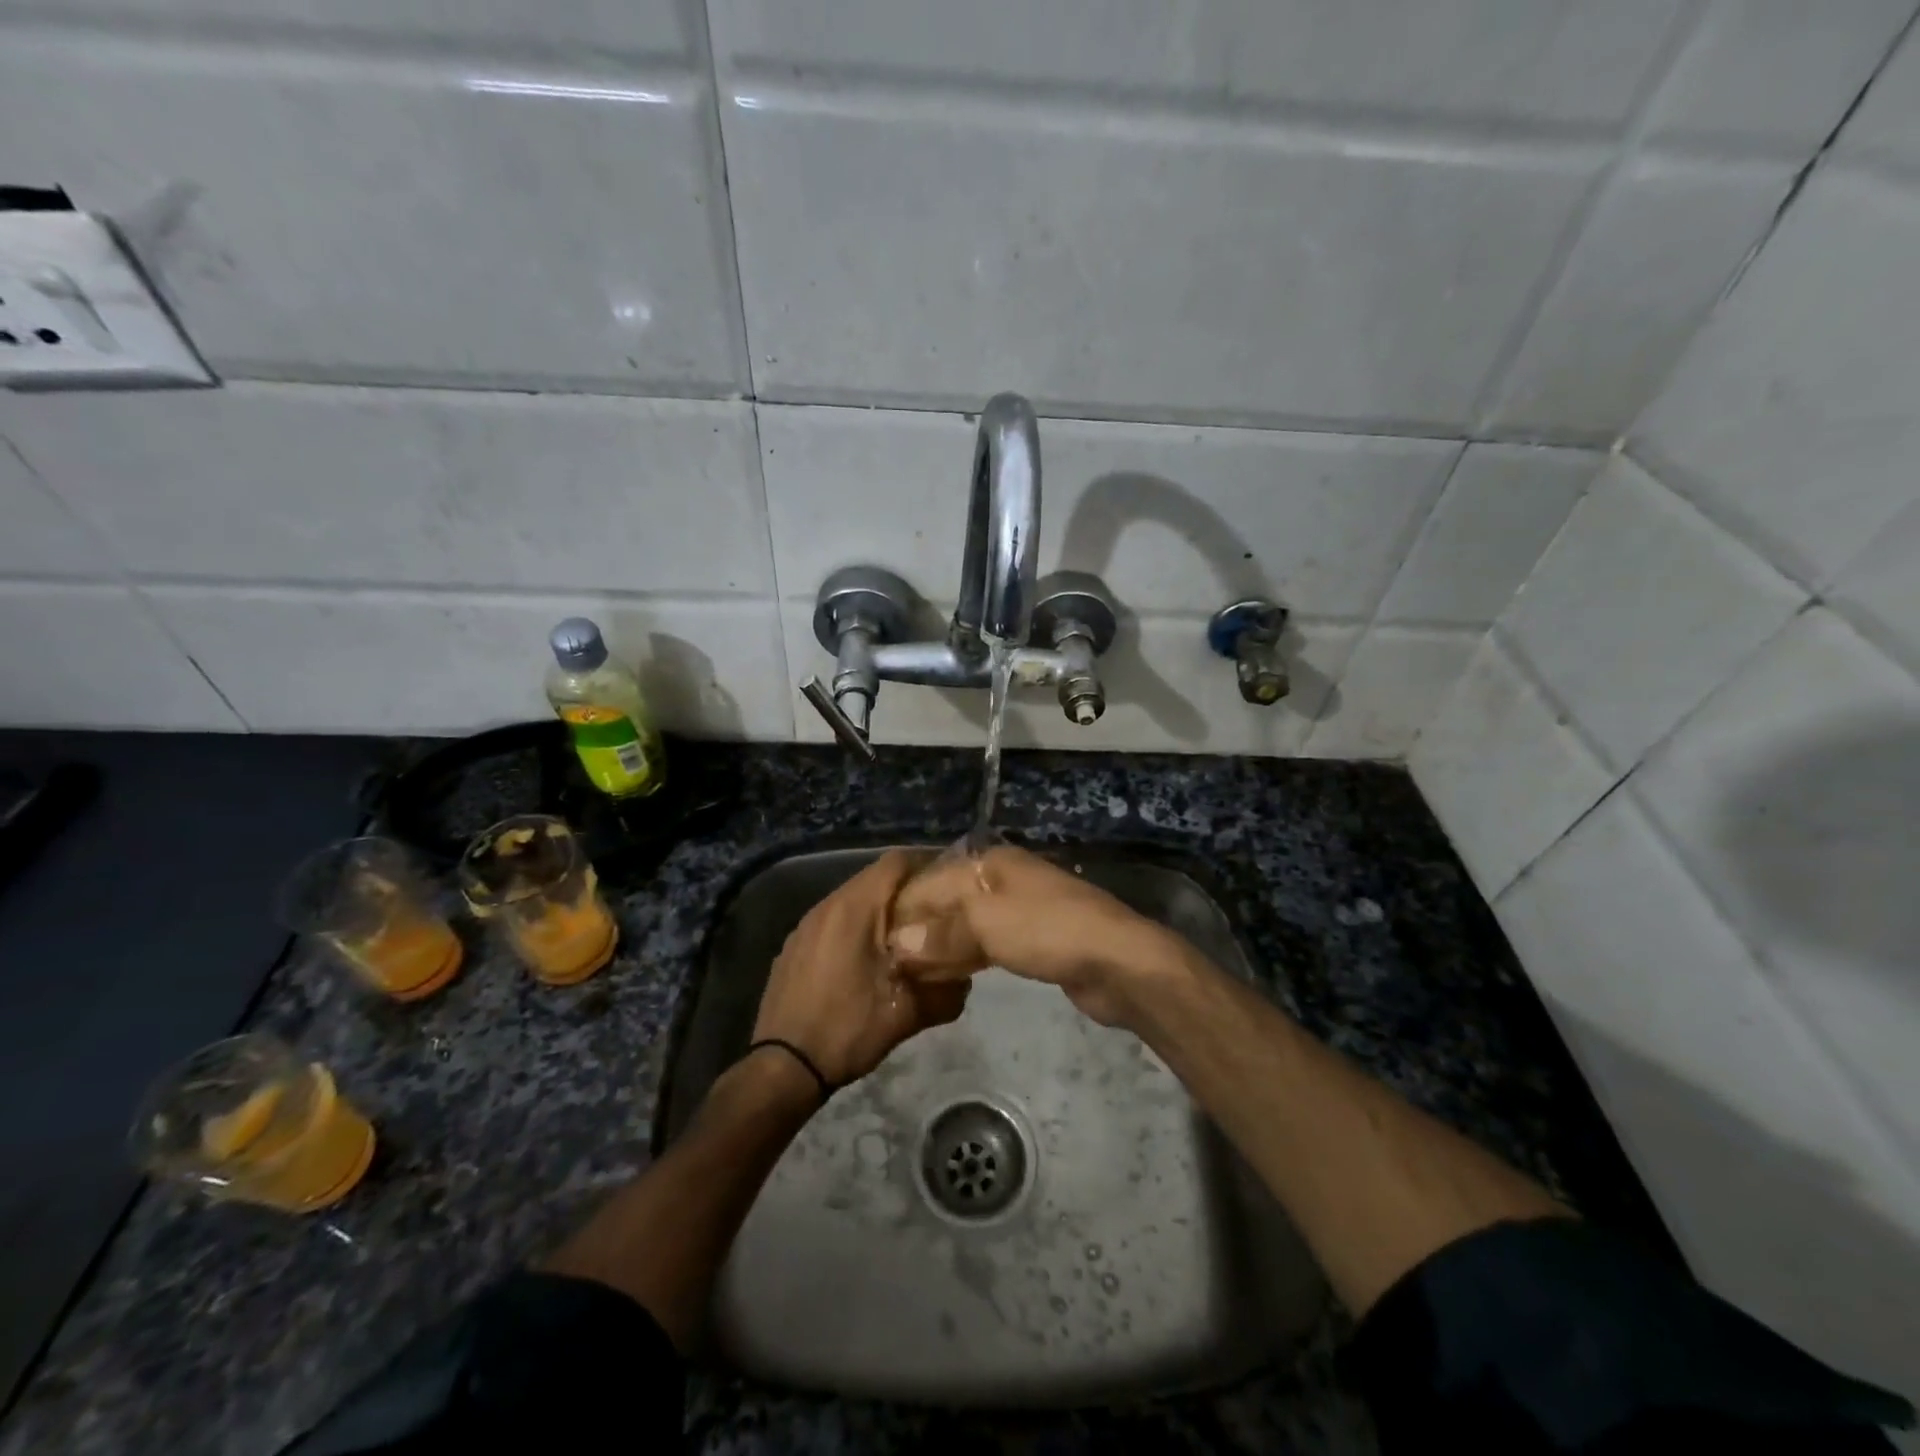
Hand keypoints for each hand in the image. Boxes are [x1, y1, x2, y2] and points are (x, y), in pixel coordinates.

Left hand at [751, 849, 969, 1086]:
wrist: (783, 1067)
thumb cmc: (847, 1029)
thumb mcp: (907, 1014)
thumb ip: (945, 991)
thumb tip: (965, 978)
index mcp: (854, 908)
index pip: (896, 862)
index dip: (927, 863)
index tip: (952, 881)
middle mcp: (827, 905)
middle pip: (874, 878)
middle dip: (907, 889)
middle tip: (936, 911)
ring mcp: (806, 925)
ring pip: (853, 900)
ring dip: (881, 909)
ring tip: (907, 934)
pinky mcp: (795, 945)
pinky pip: (834, 921)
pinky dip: (857, 927)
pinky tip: (869, 958)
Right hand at [887, 845, 1192, 1026]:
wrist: (1119, 961)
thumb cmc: (1049, 931)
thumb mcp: (988, 925)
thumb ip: (941, 931)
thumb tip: (897, 942)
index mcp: (991, 863)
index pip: (932, 881)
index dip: (904, 911)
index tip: (877, 943)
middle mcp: (1003, 879)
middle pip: (950, 902)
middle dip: (921, 929)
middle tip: (890, 962)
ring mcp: (1021, 909)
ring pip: (968, 924)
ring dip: (942, 946)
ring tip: (910, 973)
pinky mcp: (1034, 940)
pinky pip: (988, 944)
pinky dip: (966, 957)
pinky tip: (948, 976)